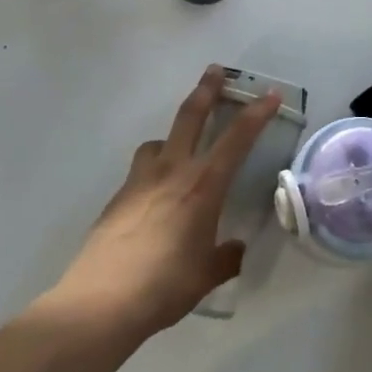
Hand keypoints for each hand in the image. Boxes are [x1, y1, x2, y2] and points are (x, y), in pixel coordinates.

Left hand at [53, 66, 280, 340]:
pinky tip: (154, 199)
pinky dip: (152, 170)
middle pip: (190, 117)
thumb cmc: (166, 286)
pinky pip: (140, 171)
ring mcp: (140, 181)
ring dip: (172, 136)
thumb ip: (225, 257)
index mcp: (203, 186)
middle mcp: (172, 172)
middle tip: (215, 71)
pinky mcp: (117, 198)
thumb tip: (235, 249)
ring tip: (178, 149)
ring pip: (158, 142)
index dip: (256, 114)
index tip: (269, 94)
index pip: (236, 139)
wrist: (102, 300)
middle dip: (206, 90)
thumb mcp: (206, 275)